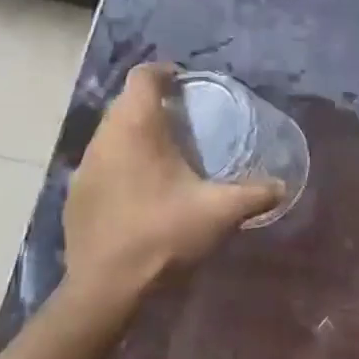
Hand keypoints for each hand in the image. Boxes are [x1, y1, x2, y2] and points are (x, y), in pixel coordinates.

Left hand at [63, 63, 282, 298]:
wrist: (107, 285)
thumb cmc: (164, 234)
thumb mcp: (219, 212)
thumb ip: (254, 194)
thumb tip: (282, 186)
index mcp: (136, 128)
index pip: (143, 77)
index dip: (165, 72)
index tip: (186, 84)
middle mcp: (104, 137)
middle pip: (125, 103)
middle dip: (153, 104)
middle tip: (184, 121)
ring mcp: (84, 167)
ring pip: (111, 134)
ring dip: (135, 135)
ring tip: (165, 155)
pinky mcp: (75, 194)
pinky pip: (101, 163)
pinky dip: (121, 164)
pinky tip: (140, 191)